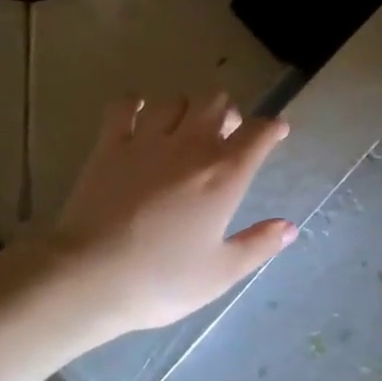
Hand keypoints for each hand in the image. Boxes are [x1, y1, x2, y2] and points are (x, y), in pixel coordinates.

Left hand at [46, 93, 295, 331]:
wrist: (92, 275)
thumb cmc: (162, 280)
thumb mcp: (220, 273)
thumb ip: (258, 244)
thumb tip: (289, 227)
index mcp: (223, 176)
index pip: (258, 134)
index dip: (272, 128)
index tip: (276, 132)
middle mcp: (190, 147)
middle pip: (216, 103)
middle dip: (226, 112)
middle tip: (225, 134)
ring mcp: (147, 140)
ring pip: (174, 100)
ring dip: (186, 108)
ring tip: (184, 127)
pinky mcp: (110, 144)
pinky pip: (125, 106)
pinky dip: (135, 104)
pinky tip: (138, 114)